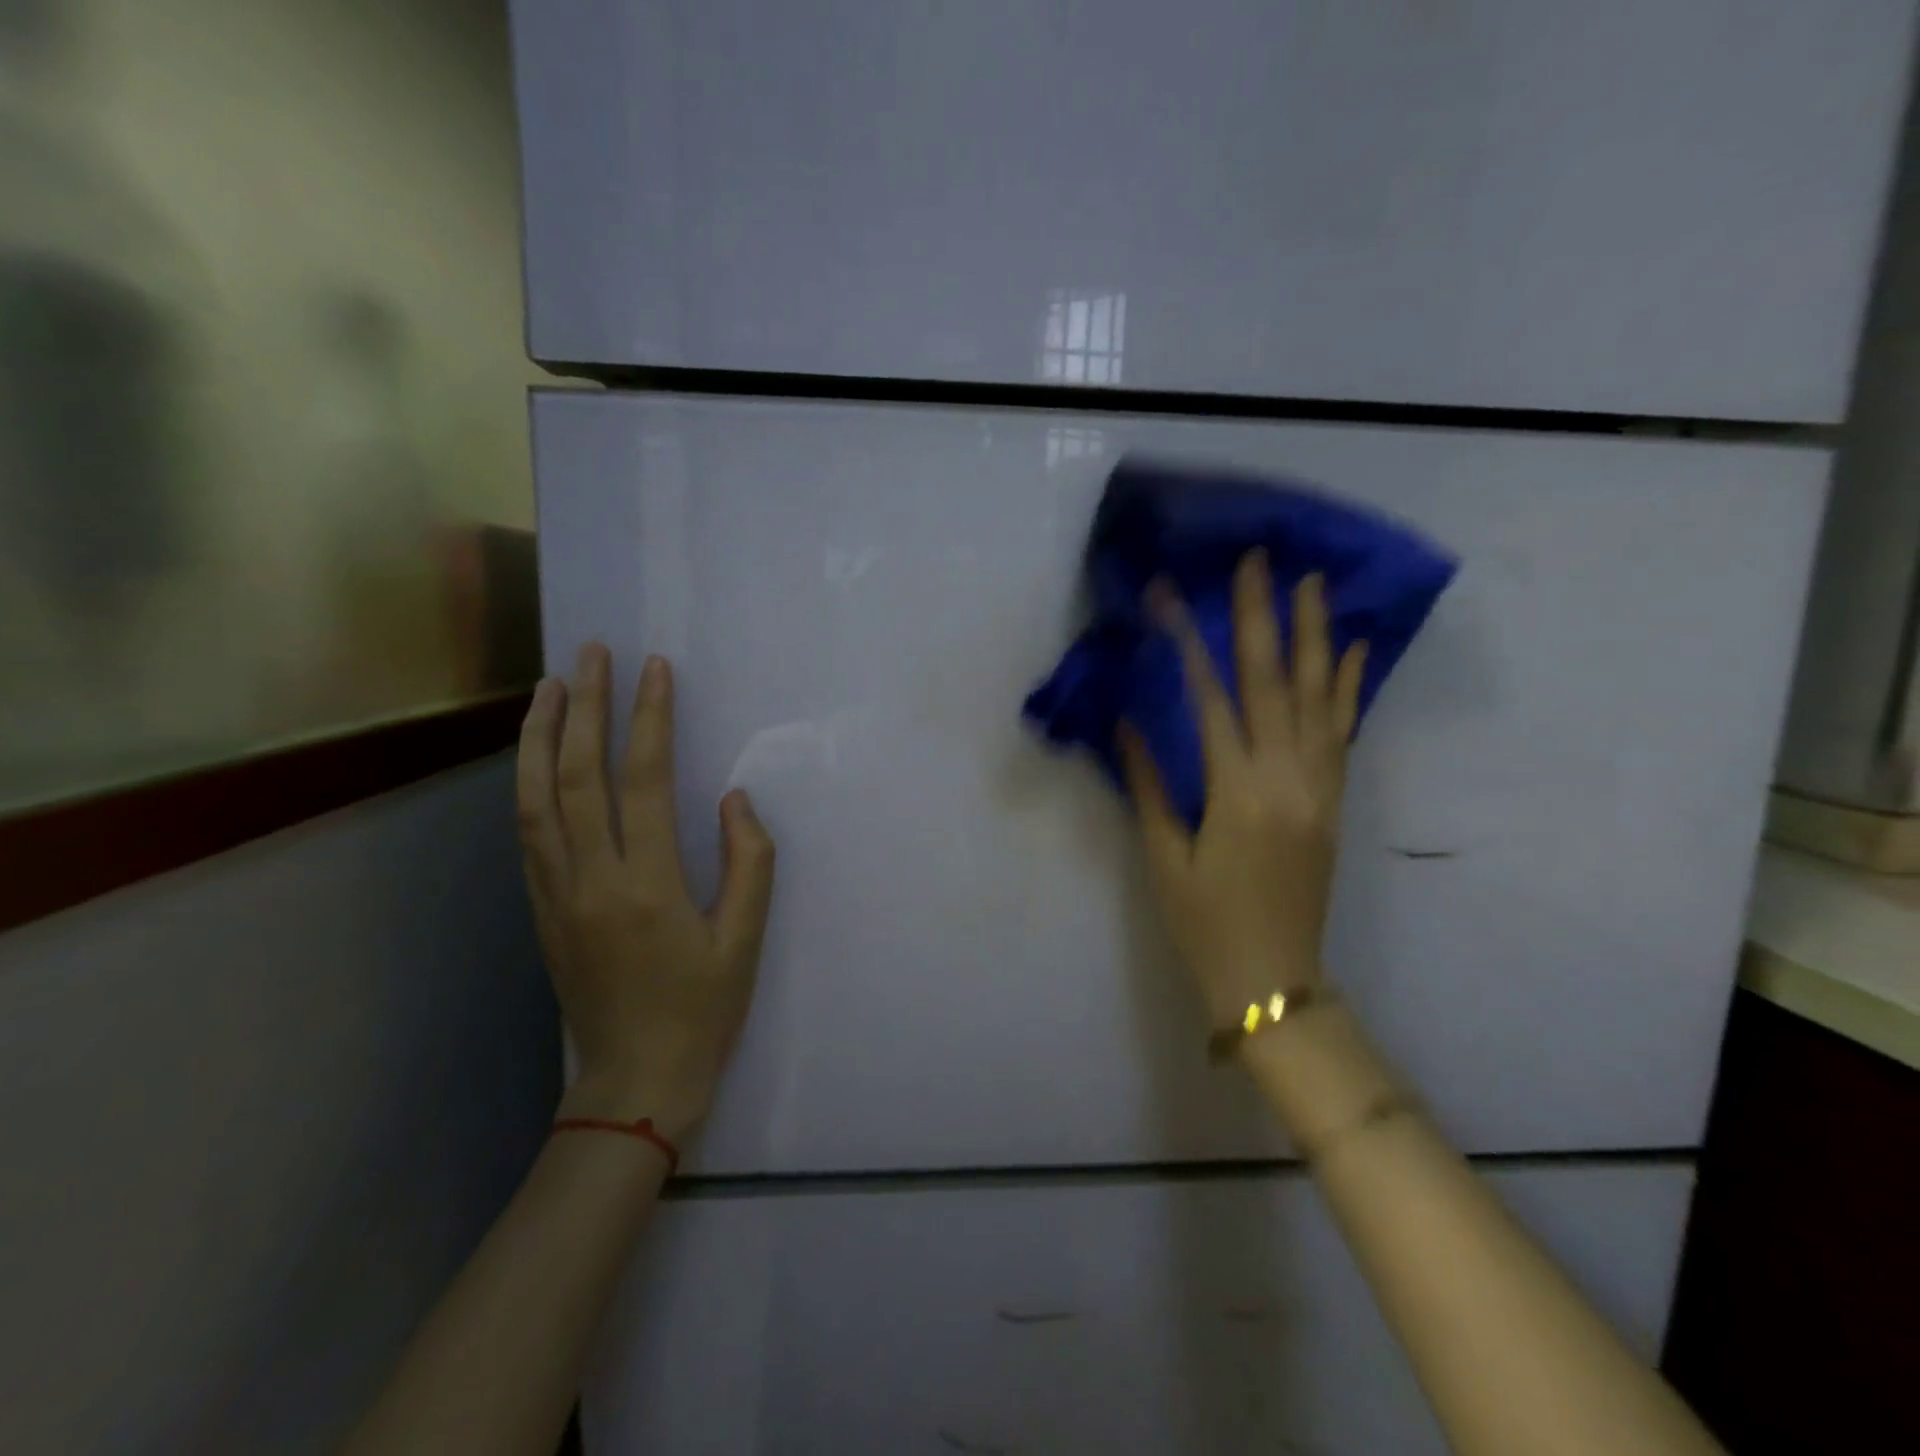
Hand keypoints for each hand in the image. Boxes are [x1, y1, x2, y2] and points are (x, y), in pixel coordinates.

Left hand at [517, 644, 775, 1142]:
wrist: (634, 1083)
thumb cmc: (702, 1012)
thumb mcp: (745, 941)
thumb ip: (749, 863)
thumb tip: (734, 800)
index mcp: (648, 886)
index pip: (644, 781)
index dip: (650, 719)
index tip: (654, 669)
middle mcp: (591, 880)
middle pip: (576, 775)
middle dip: (583, 706)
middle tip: (590, 654)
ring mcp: (556, 895)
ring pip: (535, 799)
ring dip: (539, 736)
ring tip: (550, 687)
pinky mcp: (540, 910)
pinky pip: (527, 833)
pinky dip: (527, 783)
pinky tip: (535, 757)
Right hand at [1120, 555, 1365, 1028]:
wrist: (1273, 980)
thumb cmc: (1205, 923)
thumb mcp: (1164, 857)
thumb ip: (1147, 785)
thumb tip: (1127, 723)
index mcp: (1236, 792)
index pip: (1212, 699)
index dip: (1189, 644)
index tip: (1173, 596)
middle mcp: (1286, 778)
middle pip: (1272, 683)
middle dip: (1261, 618)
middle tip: (1258, 562)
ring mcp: (1318, 788)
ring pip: (1318, 699)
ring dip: (1314, 637)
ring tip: (1313, 584)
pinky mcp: (1333, 801)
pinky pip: (1342, 734)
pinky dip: (1347, 689)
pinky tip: (1352, 651)